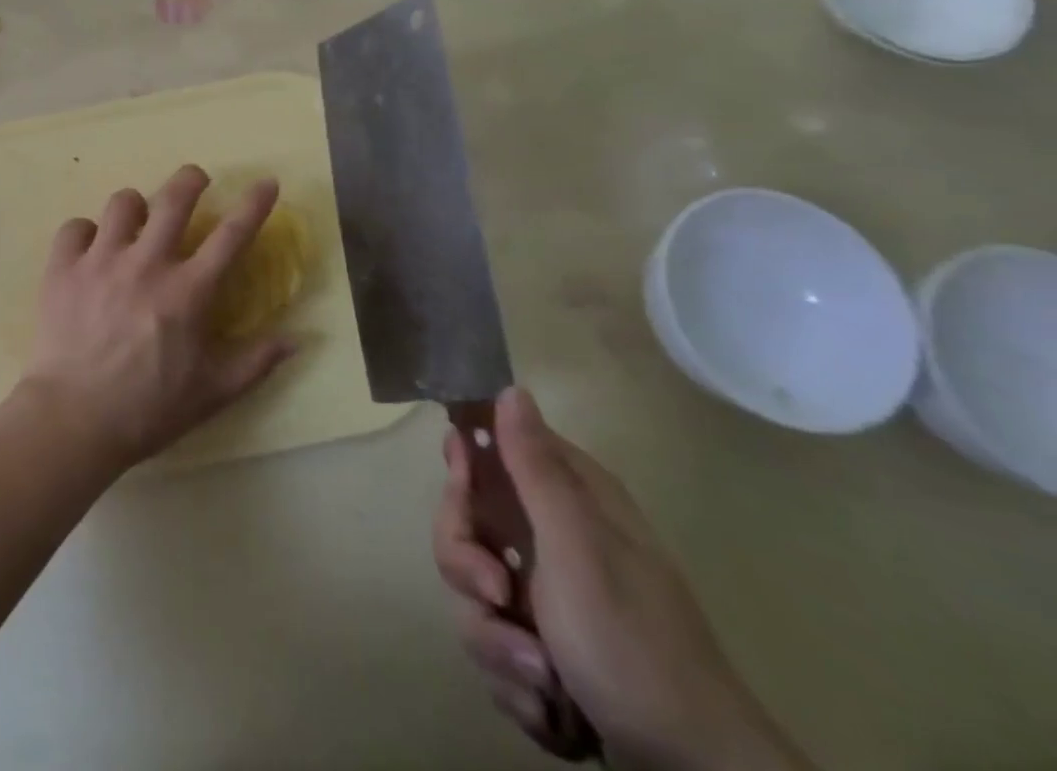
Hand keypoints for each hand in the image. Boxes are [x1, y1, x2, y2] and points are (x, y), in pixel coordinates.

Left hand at [19, 164, 296, 473]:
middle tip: (196, 180)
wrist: (73, 421)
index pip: (231, 235)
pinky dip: (86, 233)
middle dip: (191, 179)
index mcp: (188, 292)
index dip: (254, 204)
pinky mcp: (63, 267)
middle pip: (174, 199)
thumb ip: (256, 362)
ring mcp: (101, 260)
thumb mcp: (212, 393)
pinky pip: (75, 227)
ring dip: (136, 206)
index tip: (267, 182)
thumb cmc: (148, 410)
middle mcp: (147, 263)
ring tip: (137, 219)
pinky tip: (90, 249)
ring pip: (122, 203)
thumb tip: (297, 339)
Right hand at [434, 389, 811, 770]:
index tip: (463, 493)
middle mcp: (551, 538)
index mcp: (567, 499)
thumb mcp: (577, 548)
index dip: (464, 469)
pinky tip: (551, 706)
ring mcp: (545, 596)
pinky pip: (492, 643)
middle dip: (468, 570)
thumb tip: (511, 388)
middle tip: (497, 596)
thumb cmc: (632, 644)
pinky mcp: (542, 648)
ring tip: (542, 680)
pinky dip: (515, 681)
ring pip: (472, 591)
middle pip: (464, 524)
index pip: (489, 449)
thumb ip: (535, 468)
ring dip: (495, 642)